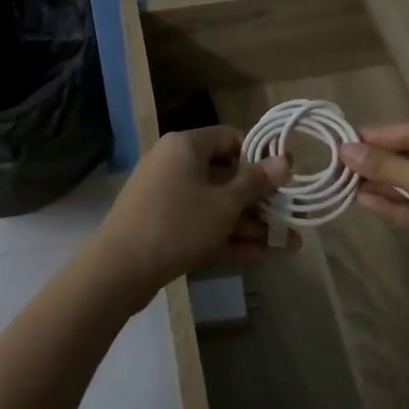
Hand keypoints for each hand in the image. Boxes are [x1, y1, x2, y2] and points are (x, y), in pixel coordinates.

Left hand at [89, 126, 291, 302]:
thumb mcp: (224, 204)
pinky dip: (227, 237)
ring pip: (217, 204)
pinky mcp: (164, 226)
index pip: (230, 138)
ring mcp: (168, 197)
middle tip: (291, 216)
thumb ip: (256, 182)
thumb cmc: (177, 224)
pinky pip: (202, 224)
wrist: (118, 271)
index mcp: (186, 146)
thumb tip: (286, 159)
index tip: (284, 178)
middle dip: (260, 200)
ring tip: (288, 244)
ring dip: (250, 223)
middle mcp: (175, 164)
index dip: (259, 156)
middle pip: (226, 175)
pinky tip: (261, 256)